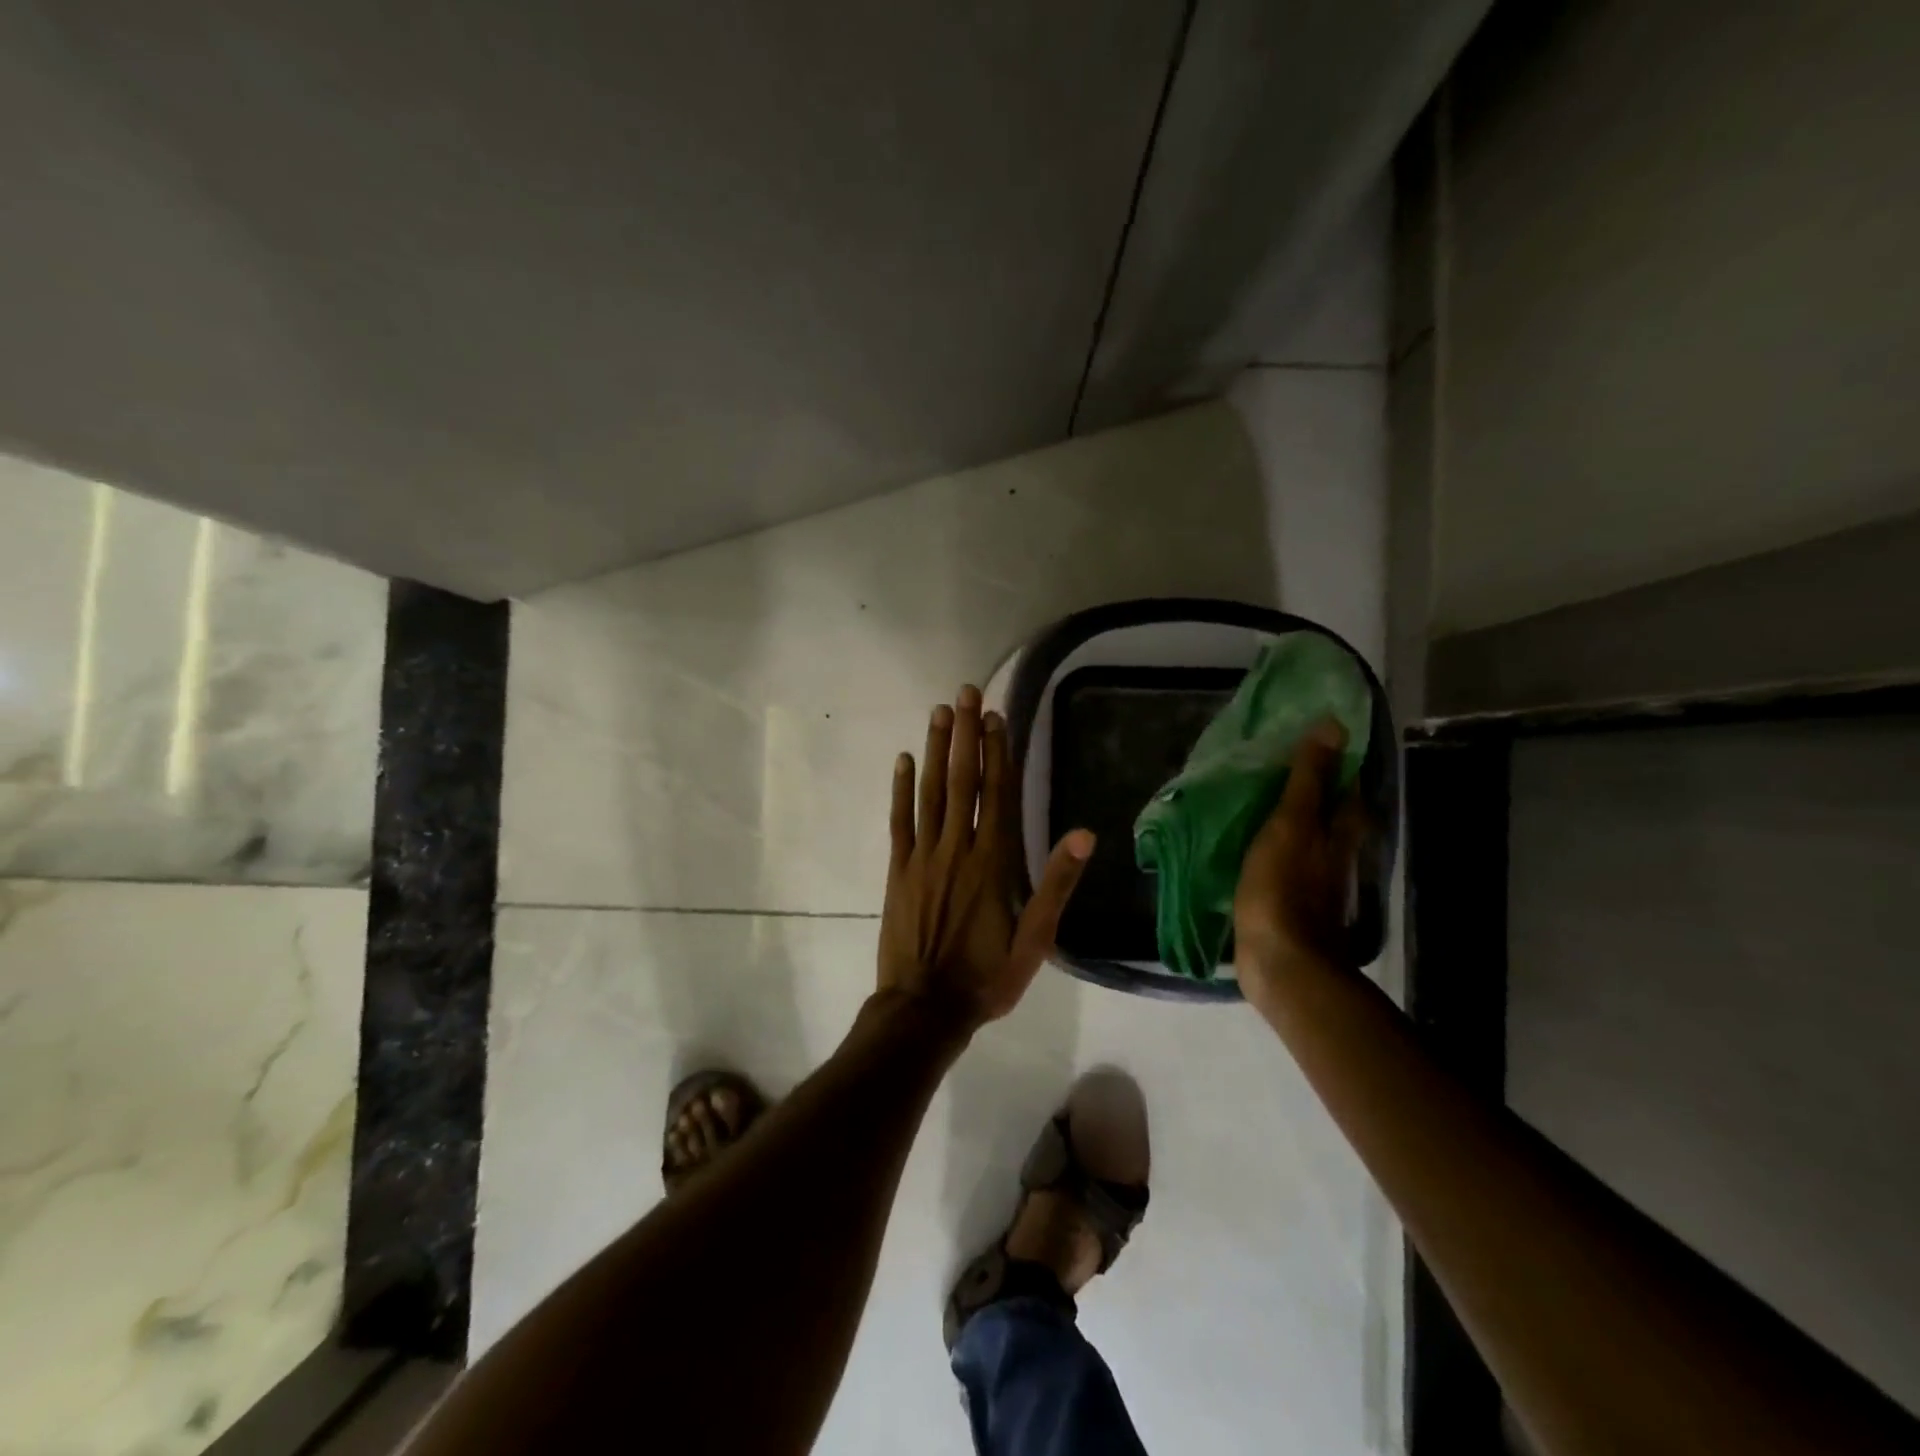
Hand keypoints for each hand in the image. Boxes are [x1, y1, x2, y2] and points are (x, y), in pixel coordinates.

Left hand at [878, 684, 1094, 1031]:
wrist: (924, 1008)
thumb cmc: (986, 976)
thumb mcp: (1036, 940)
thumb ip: (1056, 885)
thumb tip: (1084, 834)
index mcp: (993, 862)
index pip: (997, 794)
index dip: (998, 752)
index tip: (996, 715)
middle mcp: (957, 848)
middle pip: (963, 781)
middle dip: (966, 734)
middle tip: (965, 693)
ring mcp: (923, 856)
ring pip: (931, 792)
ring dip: (936, 750)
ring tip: (939, 712)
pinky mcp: (898, 869)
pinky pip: (900, 820)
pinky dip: (901, 788)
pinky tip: (904, 760)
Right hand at [1233, 718, 1365, 999]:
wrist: (1281, 962)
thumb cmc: (1283, 888)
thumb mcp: (1292, 824)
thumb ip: (1308, 778)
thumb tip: (1334, 725)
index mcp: (1339, 832)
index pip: (1347, 787)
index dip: (1336, 762)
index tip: (1312, 739)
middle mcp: (1335, 855)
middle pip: (1332, 814)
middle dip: (1313, 791)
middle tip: (1279, 768)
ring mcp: (1315, 882)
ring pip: (1309, 839)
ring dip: (1293, 821)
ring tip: (1260, 800)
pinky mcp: (1292, 904)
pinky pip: (1286, 864)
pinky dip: (1275, 850)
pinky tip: (1253, 846)